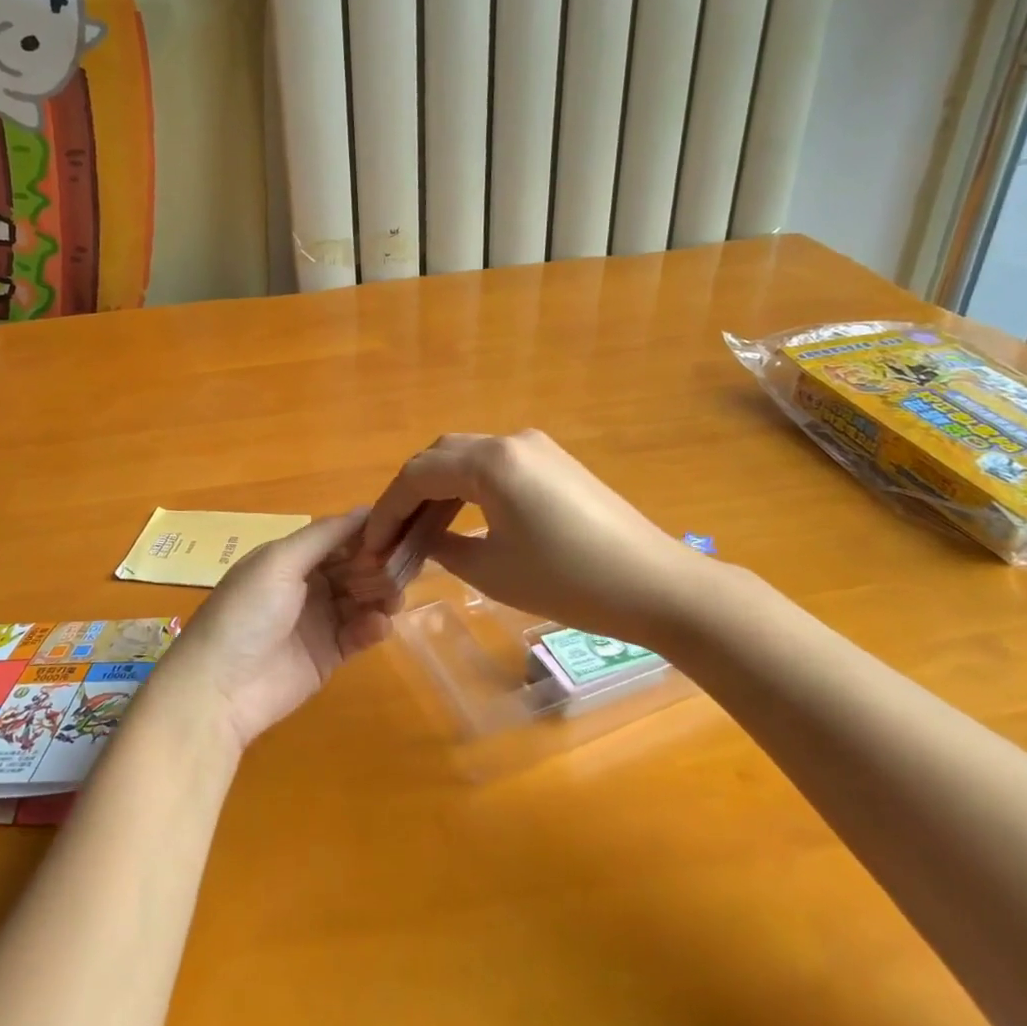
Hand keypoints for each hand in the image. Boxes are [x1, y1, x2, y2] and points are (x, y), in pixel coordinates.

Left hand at [148, 512, 390, 752]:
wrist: (220, 688)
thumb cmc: (247, 612)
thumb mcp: (279, 561)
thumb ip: (324, 536)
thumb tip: (366, 509)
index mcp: (290, 557)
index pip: (337, 537)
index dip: (366, 532)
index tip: (399, 529)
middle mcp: (306, 584)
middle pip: (353, 567)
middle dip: (378, 564)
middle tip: (405, 566)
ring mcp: (319, 621)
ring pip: (362, 598)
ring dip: (381, 594)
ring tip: (394, 598)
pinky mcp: (329, 655)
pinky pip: (360, 633)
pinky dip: (373, 626)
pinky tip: (379, 625)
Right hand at [362, 431, 718, 637]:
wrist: (656, 585)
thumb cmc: (568, 581)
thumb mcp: (492, 571)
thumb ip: (444, 549)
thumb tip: (424, 542)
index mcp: (490, 461)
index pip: (417, 475)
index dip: (387, 510)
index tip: (370, 546)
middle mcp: (509, 441)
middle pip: (439, 456)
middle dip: (409, 494)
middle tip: (392, 537)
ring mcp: (536, 448)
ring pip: (466, 458)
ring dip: (438, 490)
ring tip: (420, 533)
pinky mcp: (555, 463)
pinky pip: (495, 466)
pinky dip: (468, 489)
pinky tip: (462, 521)